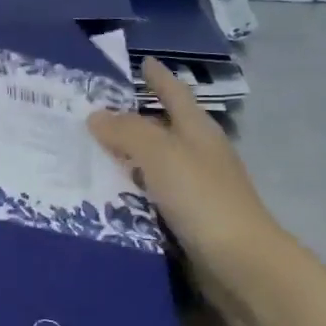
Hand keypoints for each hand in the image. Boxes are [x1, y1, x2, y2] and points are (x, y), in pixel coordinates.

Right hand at [89, 58, 286, 294]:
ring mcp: (195, 190)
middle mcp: (198, 155)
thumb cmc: (203, 199)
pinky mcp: (187, 222)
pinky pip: (150, 198)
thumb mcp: (161, 155)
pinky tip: (103, 198)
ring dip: (125, 160)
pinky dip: (129, 193)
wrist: (240, 264)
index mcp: (198, 131)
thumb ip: (128, 132)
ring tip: (85, 156)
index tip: (143, 61)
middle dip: (131, 121)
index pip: (175, 94)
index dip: (159, 78)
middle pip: (163, 129)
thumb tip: (96, 115)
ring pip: (153, 166)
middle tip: (90, 115)